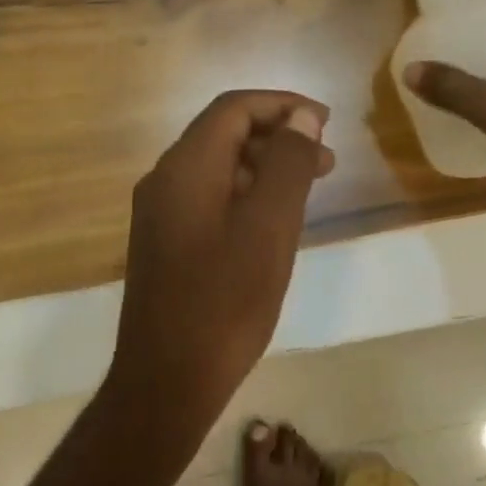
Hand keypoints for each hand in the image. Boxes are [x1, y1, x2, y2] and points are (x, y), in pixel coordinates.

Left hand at [110, 91, 334, 435]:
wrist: (167, 380)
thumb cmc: (225, 301)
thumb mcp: (270, 226)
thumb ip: (288, 164)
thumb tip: (301, 117)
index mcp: (186, 166)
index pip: (233, 109)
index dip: (281, 105)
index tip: (324, 121)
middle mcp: (165, 178)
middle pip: (223, 134)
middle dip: (277, 136)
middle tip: (326, 158)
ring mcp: (160, 211)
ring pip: (217, 166)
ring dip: (264, 166)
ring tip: (309, 186)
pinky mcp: (164, 240)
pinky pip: (208, 196)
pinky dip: (245, 193)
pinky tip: (273, 219)